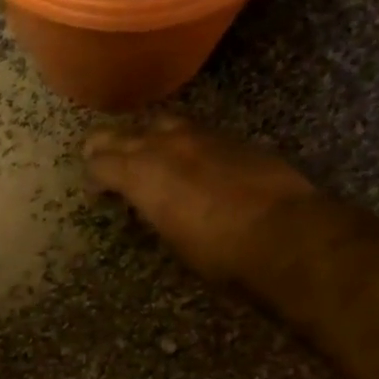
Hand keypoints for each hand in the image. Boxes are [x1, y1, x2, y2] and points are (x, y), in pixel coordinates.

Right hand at [84, 118, 315, 281]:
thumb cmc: (220, 254)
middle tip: (100, 157)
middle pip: (124, 134)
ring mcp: (202, 136)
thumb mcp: (172, 240)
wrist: (285, 235)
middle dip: (107, 145)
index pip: (101, 162)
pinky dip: (182, 143)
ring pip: (161, 124)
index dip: (93, 175)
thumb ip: (154, 212)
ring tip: (145, 152)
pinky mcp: (234, 139)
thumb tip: (152, 206)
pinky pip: (195, 132)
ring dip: (147, 137)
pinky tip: (188, 159)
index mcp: (142, 174)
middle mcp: (166, 145)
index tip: (94, 190)